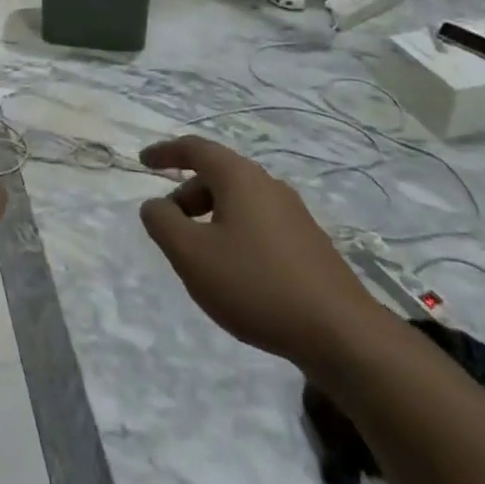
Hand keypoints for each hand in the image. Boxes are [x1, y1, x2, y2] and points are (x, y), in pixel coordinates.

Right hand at [137, 135, 385, 372]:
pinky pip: (258, 223)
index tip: (143, 161)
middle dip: (186, 194)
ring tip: (198, 255)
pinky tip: (235, 273)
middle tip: (168, 225)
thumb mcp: (192, 255)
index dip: (165, 152)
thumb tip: (155, 205)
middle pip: (217, 175)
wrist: (342, 335)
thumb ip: (163, 223)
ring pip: (239, 201)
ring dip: (210, 216)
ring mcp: (294, 214)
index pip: (195, 148)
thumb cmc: (256, 285)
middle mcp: (268, 185)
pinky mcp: (309, 244)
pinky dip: (234, 233)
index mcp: (240, 178)